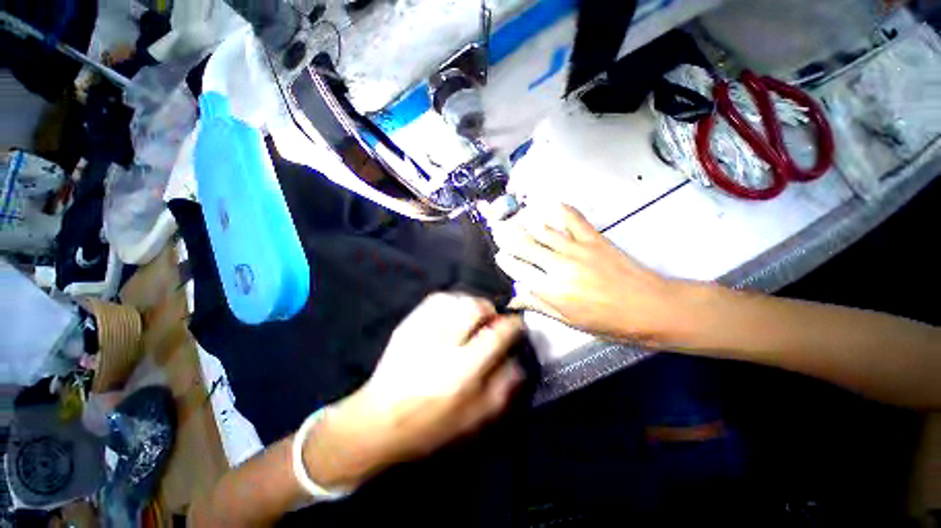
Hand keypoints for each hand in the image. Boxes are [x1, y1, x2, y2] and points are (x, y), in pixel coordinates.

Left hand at [304, 293, 523, 488]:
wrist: (377, 421)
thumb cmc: (430, 427)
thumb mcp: (474, 419)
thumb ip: (503, 387)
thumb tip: (517, 358)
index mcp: (461, 373)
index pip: (496, 334)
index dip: (512, 325)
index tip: (517, 324)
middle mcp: (442, 345)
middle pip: (474, 307)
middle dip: (490, 310)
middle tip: (492, 321)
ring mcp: (421, 331)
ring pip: (455, 299)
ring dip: (470, 304)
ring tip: (472, 319)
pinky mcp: (406, 324)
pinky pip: (435, 299)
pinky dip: (451, 301)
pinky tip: (452, 313)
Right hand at [492, 203, 679, 345]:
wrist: (648, 307)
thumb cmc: (607, 321)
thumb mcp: (568, 320)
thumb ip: (538, 305)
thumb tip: (513, 300)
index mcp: (551, 289)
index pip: (518, 269)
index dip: (505, 261)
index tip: (499, 256)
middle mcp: (559, 265)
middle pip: (525, 245)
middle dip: (507, 237)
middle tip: (497, 230)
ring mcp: (576, 248)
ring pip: (543, 230)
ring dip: (525, 223)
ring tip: (513, 218)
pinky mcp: (594, 237)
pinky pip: (572, 217)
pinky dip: (560, 208)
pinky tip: (549, 203)